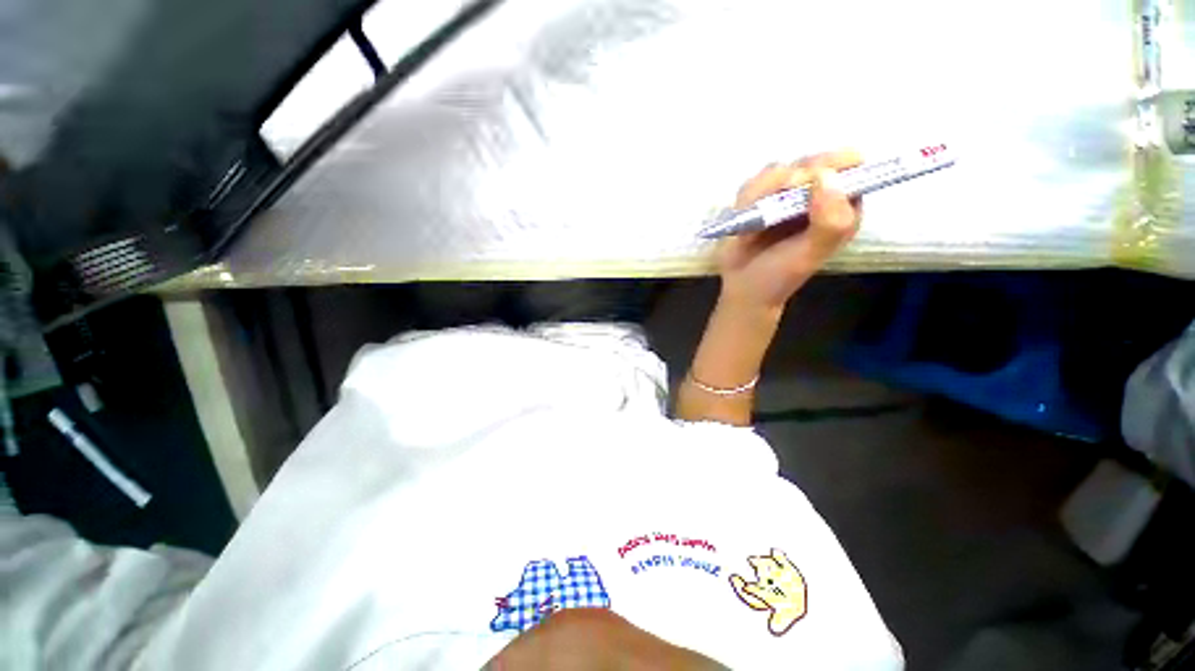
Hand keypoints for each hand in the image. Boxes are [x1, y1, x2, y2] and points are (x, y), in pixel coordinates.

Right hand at [718, 150, 862, 312]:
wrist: (742, 288)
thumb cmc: (780, 275)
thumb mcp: (811, 253)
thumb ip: (829, 220)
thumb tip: (824, 176)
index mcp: (841, 206)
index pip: (851, 166)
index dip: (832, 165)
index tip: (809, 181)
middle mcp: (816, 195)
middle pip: (813, 159)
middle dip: (793, 177)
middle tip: (778, 199)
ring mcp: (785, 195)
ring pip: (779, 168)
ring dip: (764, 190)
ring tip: (756, 218)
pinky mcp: (759, 199)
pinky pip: (754, 182)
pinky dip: (747, 197)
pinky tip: (745, 217)